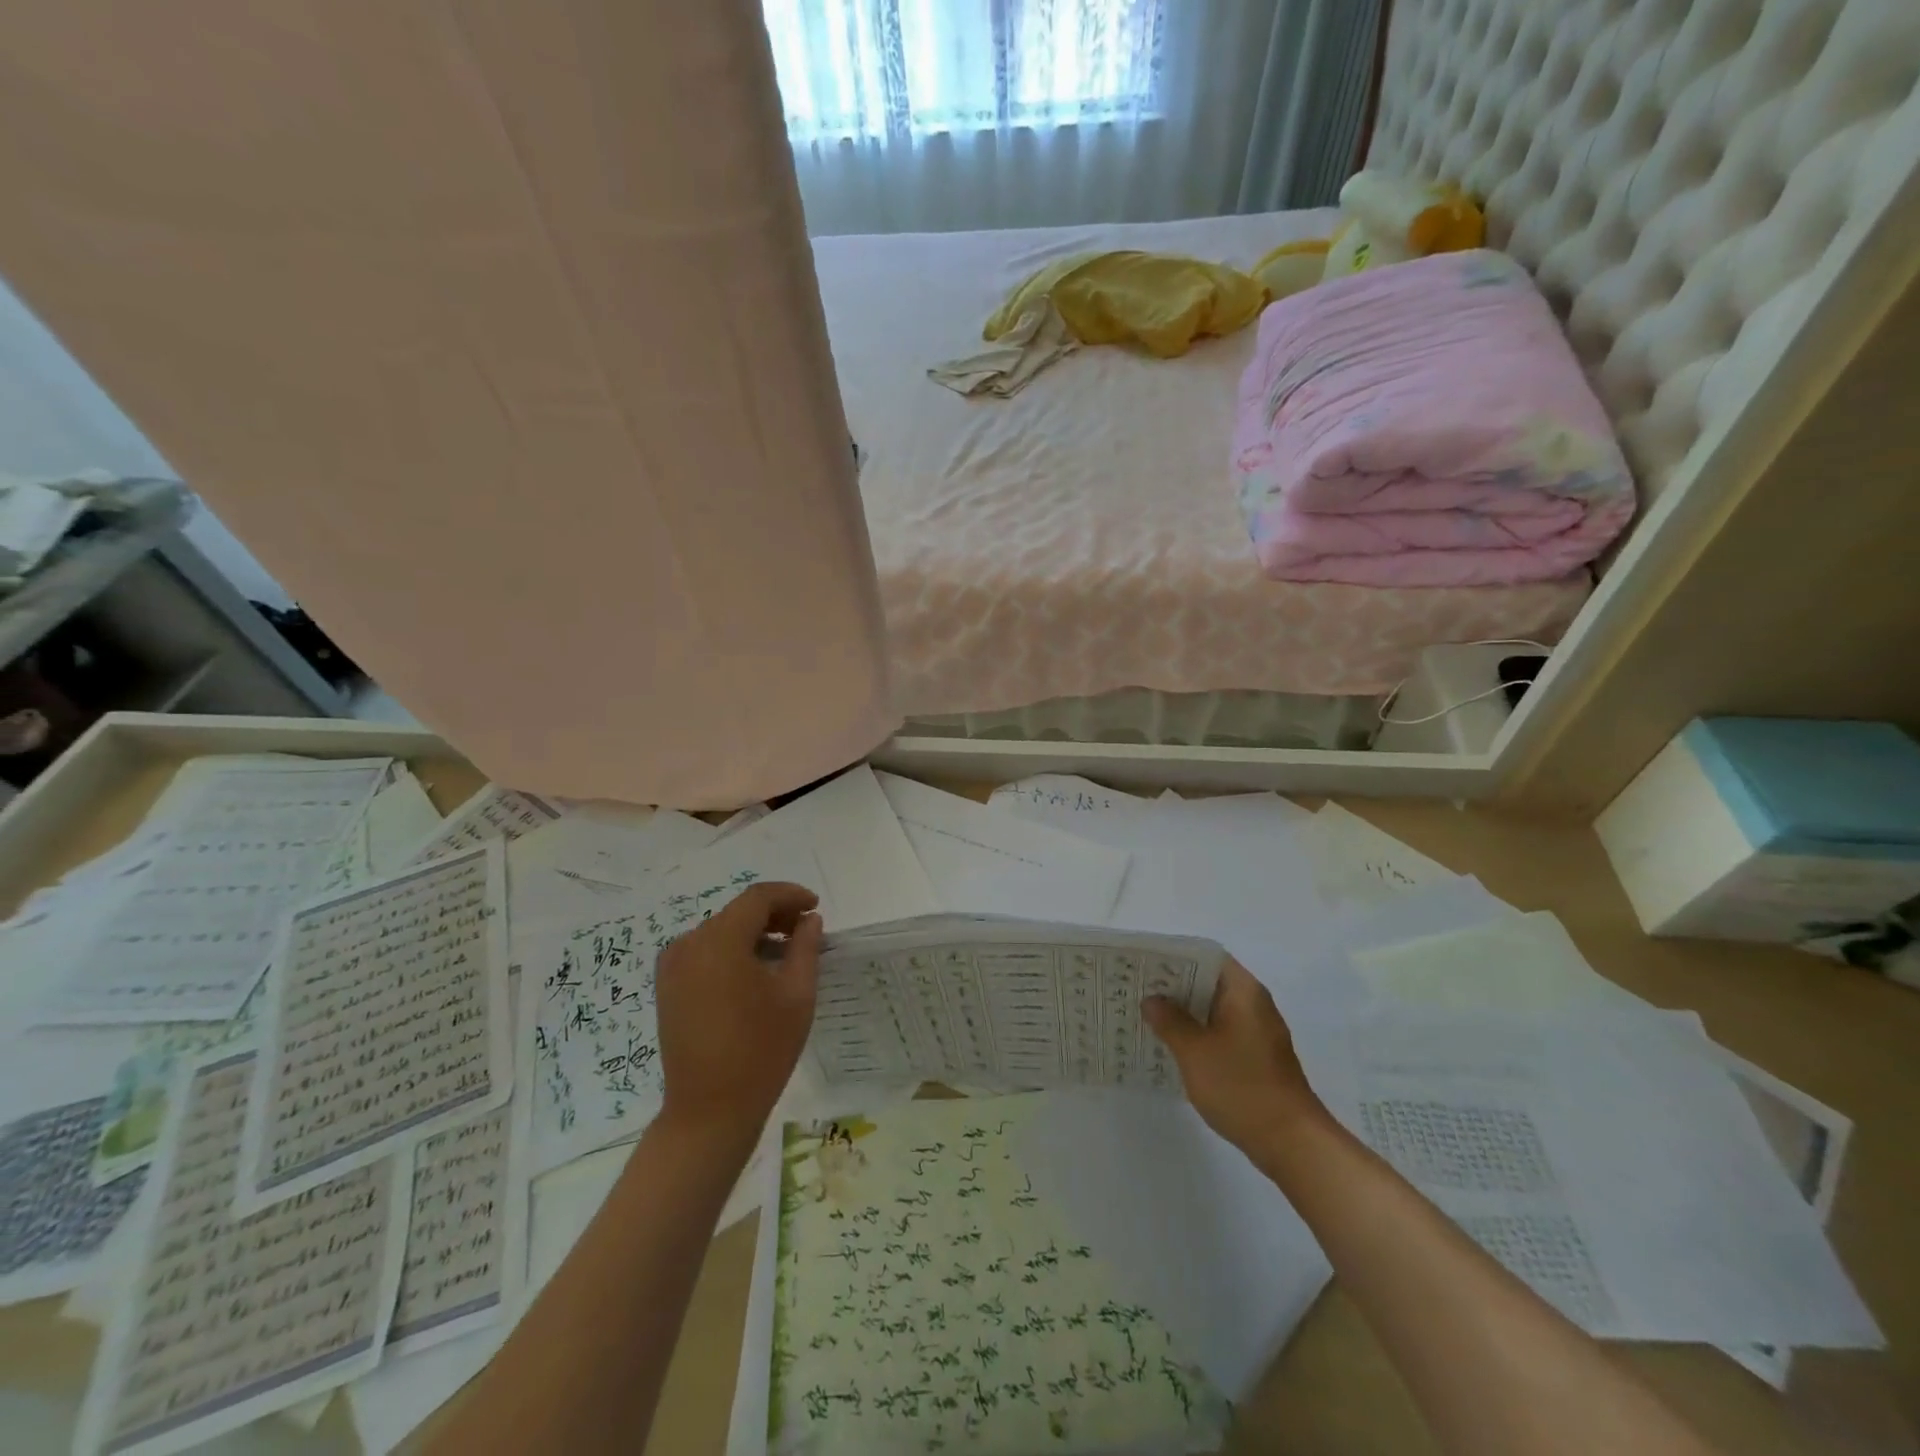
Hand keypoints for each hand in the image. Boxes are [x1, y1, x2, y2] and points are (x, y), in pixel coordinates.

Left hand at [655, 881, 822, 1146]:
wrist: (709, 1111)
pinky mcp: (668, 987)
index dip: (790, 895)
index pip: (758, 898)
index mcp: (720, 941)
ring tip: (786, 952)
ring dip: (754, 933)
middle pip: (738, 912)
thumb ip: (805, 947)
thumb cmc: (761, 1051)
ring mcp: (673, 966)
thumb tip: (809, 920)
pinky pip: (705, 952)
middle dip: (774, 914)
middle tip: (805, 930)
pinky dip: (733, 951)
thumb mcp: (796, 995)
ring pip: (721, 931)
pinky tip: (756, 972)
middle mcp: (689, 944)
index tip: (815, 906)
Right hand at [1143, 957, 1326, 1153]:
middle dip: (1174, 985)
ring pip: (1213, 1009)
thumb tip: (1152, 1000)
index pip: (1206, 957)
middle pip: (1208, 981)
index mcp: (1243, 992)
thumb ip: (1170, 1021)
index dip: (1175, 957)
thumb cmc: (1241, 1087)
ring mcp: (1257, 1032)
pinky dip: (1197, 1033)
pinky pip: (1220, 1031)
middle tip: (1137, 989)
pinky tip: (1172, 1046)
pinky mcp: (1256, 1057)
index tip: (1145, 963)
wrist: (1292, 1143)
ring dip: (1184, 1012)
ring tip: (1147, 1015)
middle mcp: (1253, 1004)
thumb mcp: (1195, 1051)